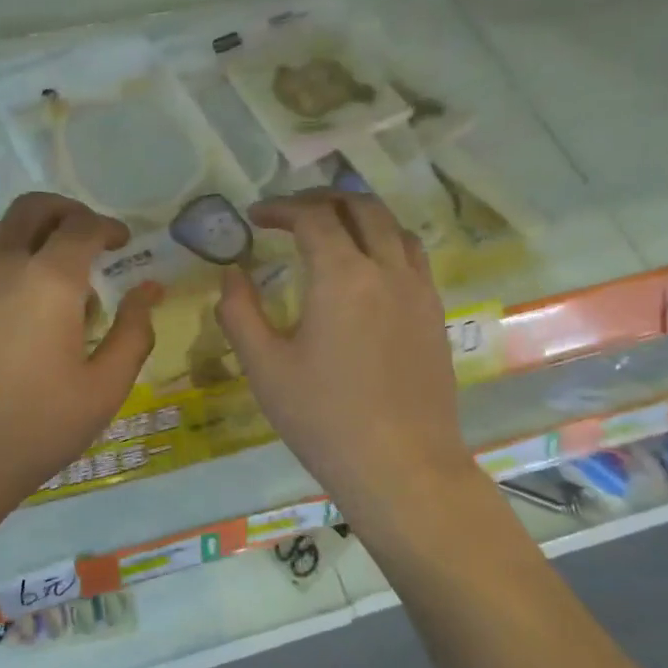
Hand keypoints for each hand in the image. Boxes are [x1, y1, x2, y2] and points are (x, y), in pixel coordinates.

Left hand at [0, 193, 158, 532]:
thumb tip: (148, 290)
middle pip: (31, 208)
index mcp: (48, 281)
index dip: (107, 227)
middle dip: (64, 212)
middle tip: (82, 236)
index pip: (82, 227)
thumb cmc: (30, 433)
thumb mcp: (102, 392)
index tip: (121, 242)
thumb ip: (133, 334)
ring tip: (34, 268)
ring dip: (20, 234)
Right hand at [216, 189, 473, 527]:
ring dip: (359, 216)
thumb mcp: (265, 367)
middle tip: (291, 214)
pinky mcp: (435, 315)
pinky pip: (412, 257)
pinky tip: (366, 271)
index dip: (281, 208)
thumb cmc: (324, 418)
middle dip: (322, 200)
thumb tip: (232, 275)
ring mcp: (419, 291)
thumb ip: (240, 312)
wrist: (402, 467)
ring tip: (331, 231)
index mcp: (343, 276)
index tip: (255, 217)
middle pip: (361, 207)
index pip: (313, 217)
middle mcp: (388, 270)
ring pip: (394, 227)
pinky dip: (384, 243)